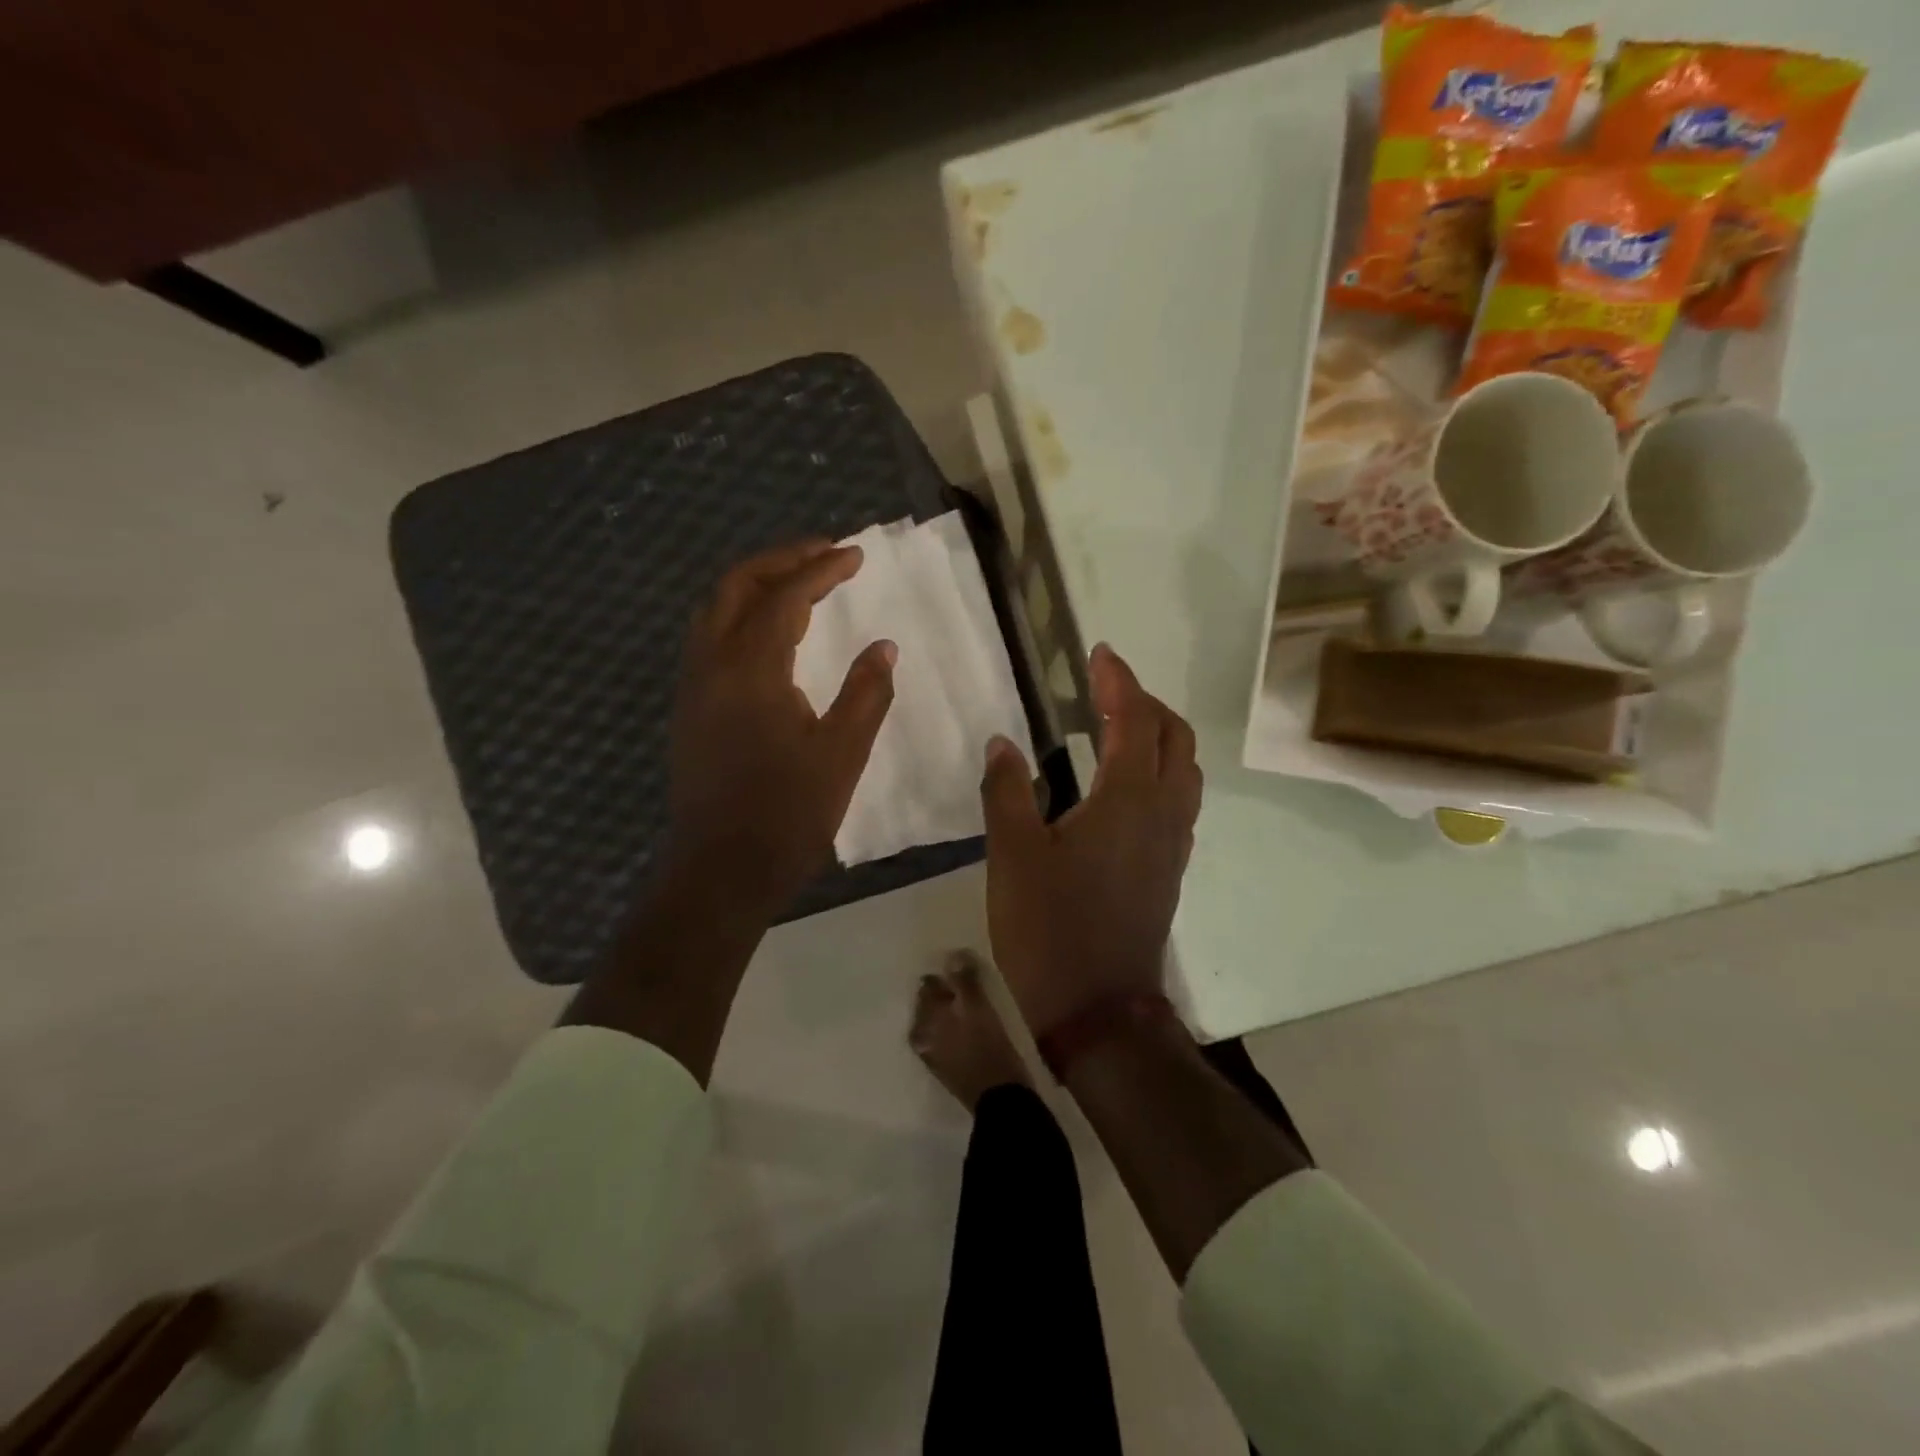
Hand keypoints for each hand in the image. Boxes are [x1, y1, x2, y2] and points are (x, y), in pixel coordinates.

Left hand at [664, 539, 895, 917]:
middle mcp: (712, 665)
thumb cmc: (787, 815)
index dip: (822, 569)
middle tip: (825, 554)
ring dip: (756, 585)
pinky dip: (740, 616)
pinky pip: (710, 639)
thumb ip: (866, 693)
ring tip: (800, 584)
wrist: (721, 871)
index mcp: (751, 670)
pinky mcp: (690, 709)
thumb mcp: (842, 754)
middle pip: (736, 586)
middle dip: (781, 560)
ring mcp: (694, 687)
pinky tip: (770, 636)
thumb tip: (884, 647)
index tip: (856, 554)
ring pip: (715, 610)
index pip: (786, 597)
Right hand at [979, 643, 1201, 1035]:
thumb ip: (1007, 791)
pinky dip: (1161, 772)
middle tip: (1107, 688)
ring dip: (1160, 736)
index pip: (1133, 720)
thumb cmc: (1051, 928)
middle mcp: (1163, 812)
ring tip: (1119, 728)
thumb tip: (1003, 743)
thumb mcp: (1013, 855)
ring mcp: (1174, 843)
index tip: (1100, 654)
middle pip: (1175, 737)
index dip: (1119, 681)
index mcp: (1128, 799)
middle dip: (1146, 702)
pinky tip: (1126, 786)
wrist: (1098, 1009)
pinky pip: (1180, 801)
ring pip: (1185, 770)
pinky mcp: (1170, 869)